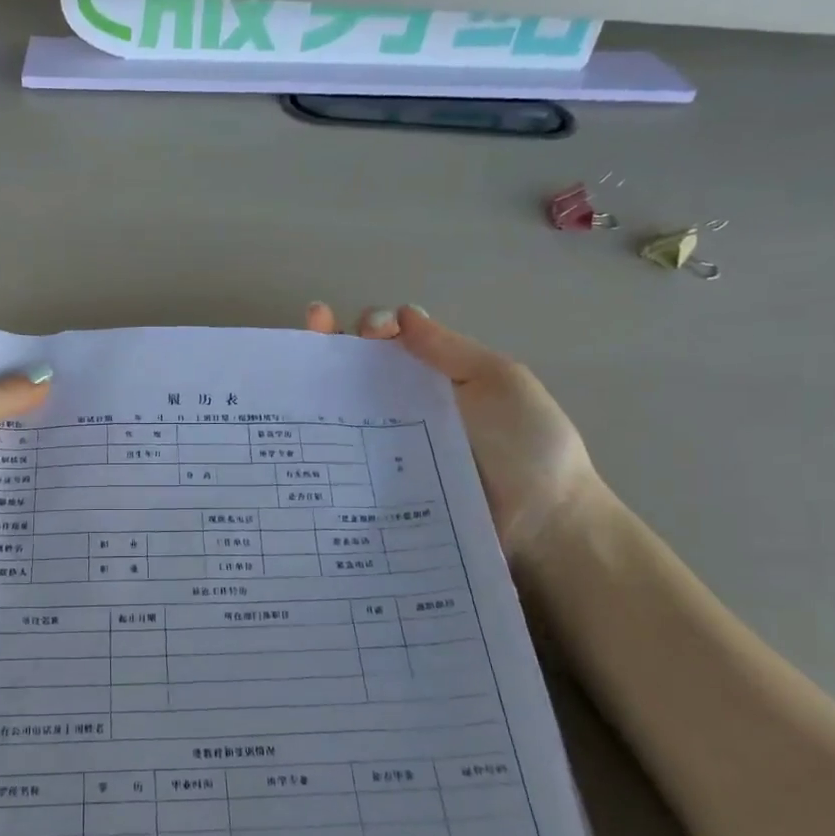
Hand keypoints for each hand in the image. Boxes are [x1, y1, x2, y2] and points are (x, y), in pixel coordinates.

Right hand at [305, 304, 599, 562]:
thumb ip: (450, 349)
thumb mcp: (499, 382)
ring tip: (292, 379)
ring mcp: (388, 451)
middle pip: (356, 373)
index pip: (391, 342)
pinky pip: (345, 465)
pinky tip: (299, 437)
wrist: (543, 521)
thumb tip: (402, 314)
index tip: (368, 333)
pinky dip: (319, 450)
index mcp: (434, 377)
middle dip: (327, 345)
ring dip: (313, 392)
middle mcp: (404, 409)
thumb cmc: (528, 444)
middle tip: (311, 328)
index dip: (370, 327)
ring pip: (342, 417)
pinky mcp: (380, 489)